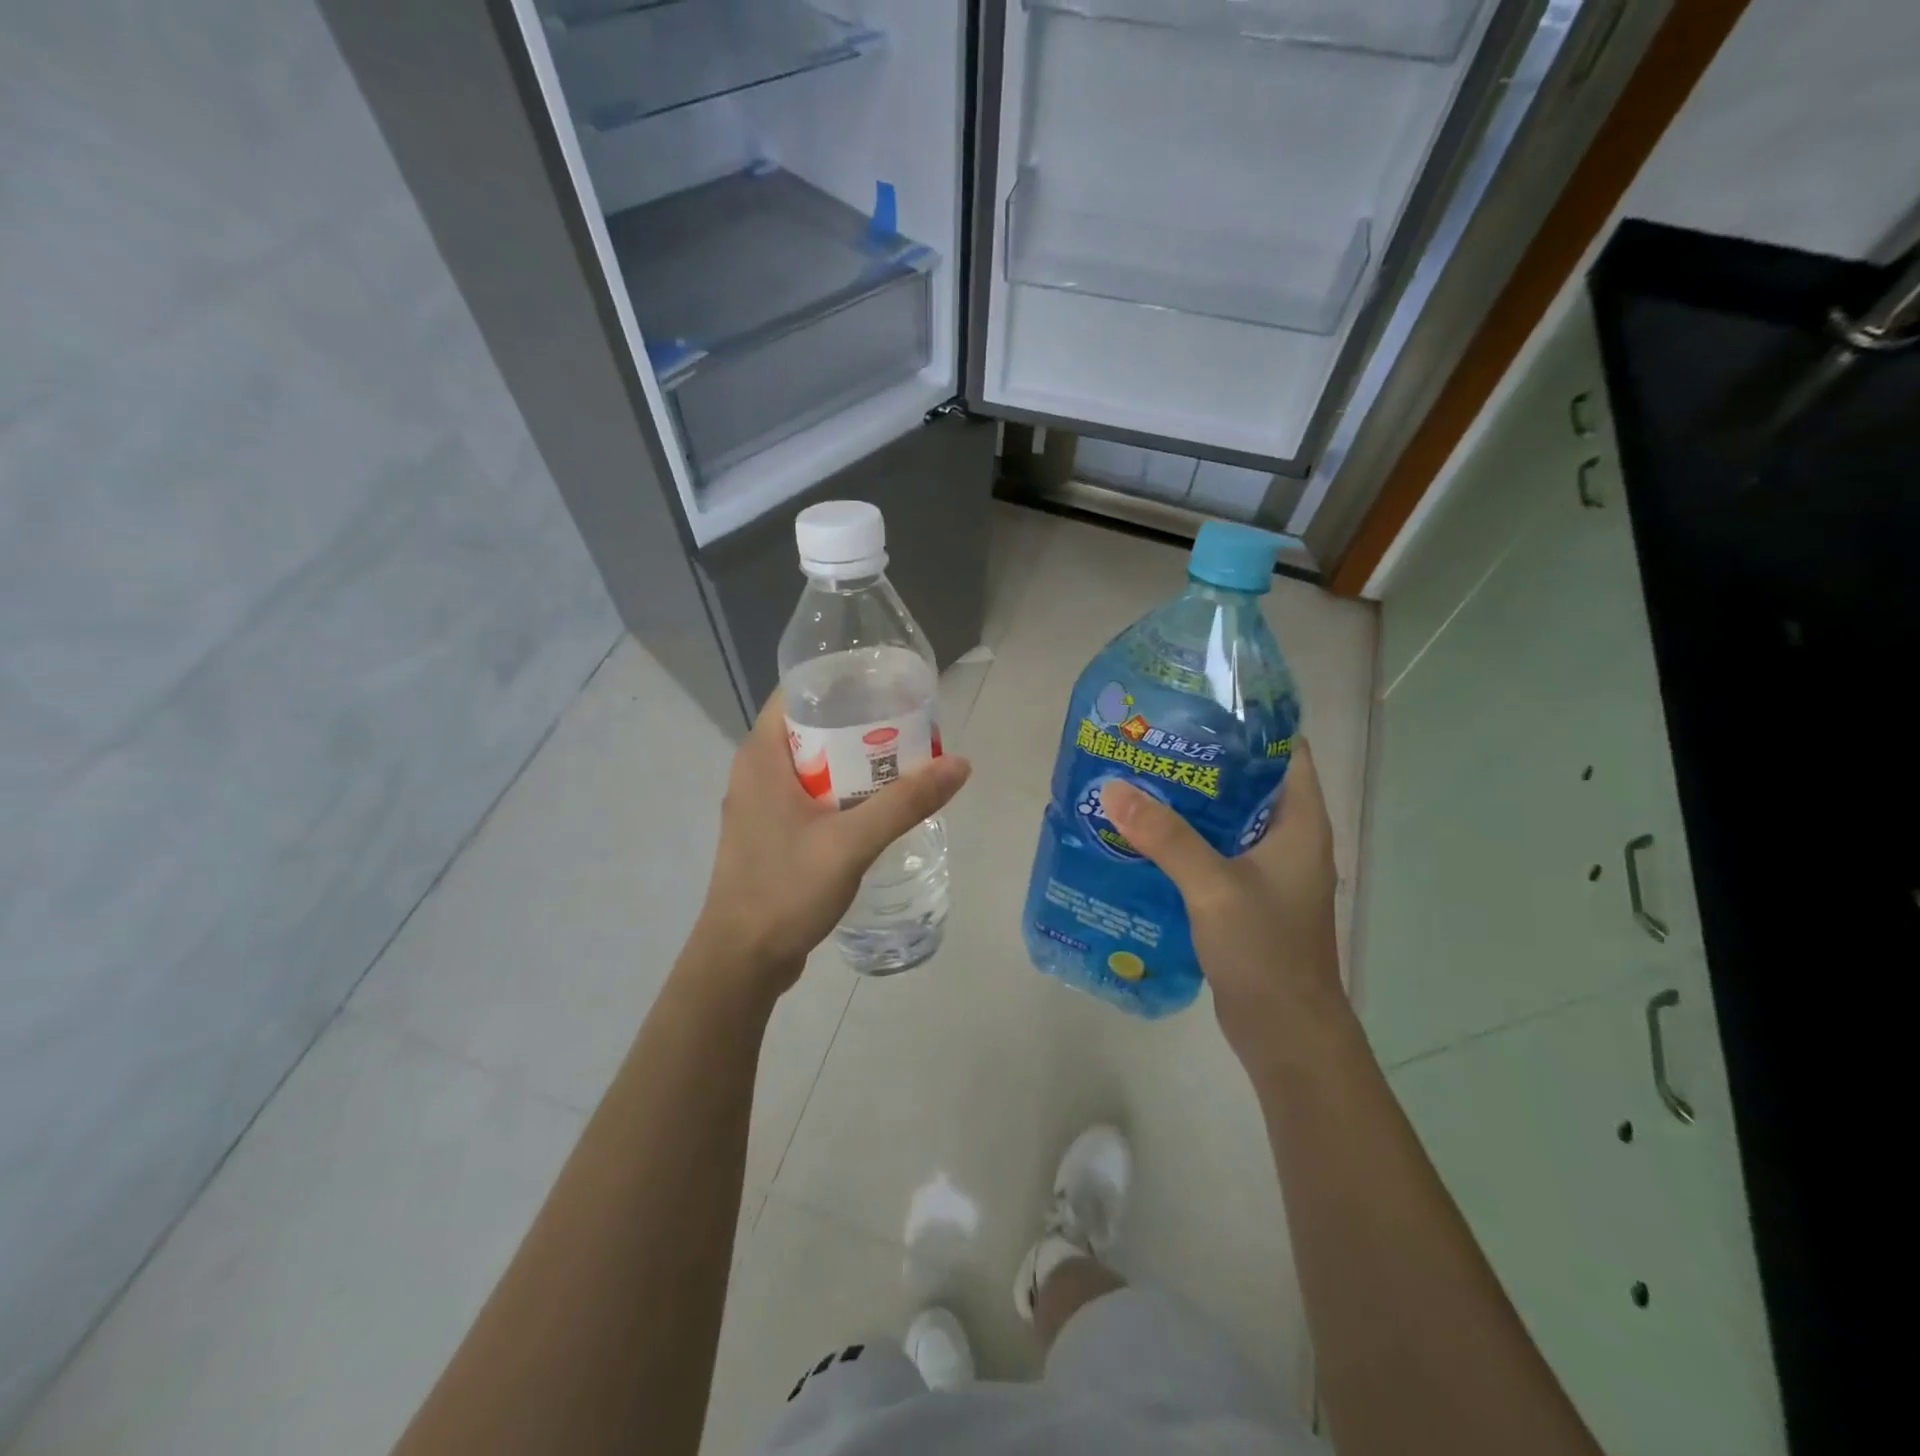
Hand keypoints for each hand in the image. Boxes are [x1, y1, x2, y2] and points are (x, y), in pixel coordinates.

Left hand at [689, 691, 970, 1000]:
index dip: (843, 682)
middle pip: (812, 728)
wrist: (742, 961)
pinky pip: (810, 795)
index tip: (888, 685)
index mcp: (761, 755)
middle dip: (859, 725)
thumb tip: (960, 764)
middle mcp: (755, 771)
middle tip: (909, 727)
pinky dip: (842, 792)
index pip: (800, 692)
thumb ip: (905, 803)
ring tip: (903, 762)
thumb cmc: (786, 889)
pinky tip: (876, 806)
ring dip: (854, 762)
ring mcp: (760, 804)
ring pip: (813, 765)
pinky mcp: (770, 833)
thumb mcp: (851, 843)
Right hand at [1101, 739, 1342, 1063]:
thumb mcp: (1213, 887)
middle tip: (1151, 741)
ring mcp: (1267, 870)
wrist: (1285, 1032)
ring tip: (1138, 779)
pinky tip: (1143, 836)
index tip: (1198, 707)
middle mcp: (1288, 838)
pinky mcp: (1246, 896)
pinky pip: (1213, 852)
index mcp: (1299, 823)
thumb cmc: (1266, 951)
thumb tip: (1113, 788)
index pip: (1285, 751)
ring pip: (1226, 819)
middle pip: (1247, 782)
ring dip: (1189, 802)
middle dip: (1204, 761)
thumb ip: (1166, 837)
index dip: (1248, 724)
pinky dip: (1184, 839)